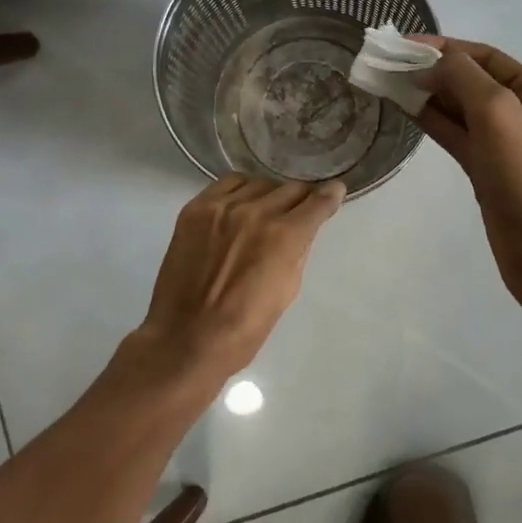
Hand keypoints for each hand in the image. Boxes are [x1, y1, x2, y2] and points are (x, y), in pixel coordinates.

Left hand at [134, 174, 345, 387]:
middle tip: (300, 209)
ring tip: (266, 210)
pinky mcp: (196, 208)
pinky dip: (241, 190)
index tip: (335, 191)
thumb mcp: (287, 290)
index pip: (317, 202)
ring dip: (270, 195)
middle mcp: (255, 212)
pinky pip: (227, 184)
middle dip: (301, 198)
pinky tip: (240, 204)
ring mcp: (222, 207)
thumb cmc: (245, 328)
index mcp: (283, 236)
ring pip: (259, 183)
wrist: (186, 339)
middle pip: (290, 189)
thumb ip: (297, 251)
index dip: (330, 195)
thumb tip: (303, 229)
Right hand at [411, 37, 521, 309]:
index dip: (445, 47)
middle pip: (471, 80)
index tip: (404, 44)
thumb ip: (464, 77)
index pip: (486, 56)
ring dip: (428, 94)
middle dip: (433, 69)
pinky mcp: (487, 169)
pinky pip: (456, 135)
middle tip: (390, 64)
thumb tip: (432, 62)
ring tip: (389, 81)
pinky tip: (405, 108)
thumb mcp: (498, 113)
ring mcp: (505, 143)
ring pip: (459, 108)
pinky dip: (431, 120)